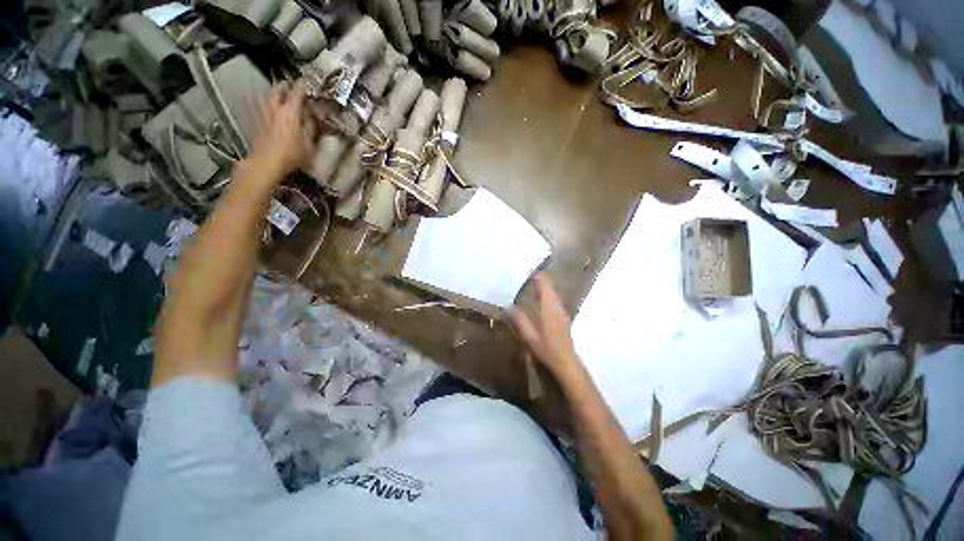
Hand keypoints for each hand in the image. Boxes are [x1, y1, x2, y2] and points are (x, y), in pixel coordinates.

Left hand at [248, 81, 312, 177]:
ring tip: (276, 95)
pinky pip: (257, 106)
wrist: (266, 162)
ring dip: (272, 94)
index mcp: (291, 112)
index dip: (302, 85)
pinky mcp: (253, 121)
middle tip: (289, 85)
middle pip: (278, 90)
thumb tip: (312, 119)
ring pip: (266, 96)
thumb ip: (311, 129)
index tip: (306, 82)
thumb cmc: (292, 155)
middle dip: (284, 86)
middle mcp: (275, 108)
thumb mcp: (309, 145)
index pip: (297, 92)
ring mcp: (262, 113)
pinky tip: (264, 107)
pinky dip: (262, 104)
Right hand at [510, 273, 584, 380]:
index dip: (538, 276)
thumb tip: (508, 307)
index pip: (545, 286)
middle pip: (551, 287)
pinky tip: (542, 299)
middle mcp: (557, 306)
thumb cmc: (548, 350)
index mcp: (549, 308)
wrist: (567, 363)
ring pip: (554, 294)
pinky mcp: (563, 318)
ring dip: (546, 287)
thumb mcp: (529, 337)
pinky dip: (548, 295)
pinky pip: (555, 300)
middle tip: (529, 274)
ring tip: (534, 283)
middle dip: (542, 279)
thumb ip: (519, 321)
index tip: (530, 269)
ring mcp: (562, 312)